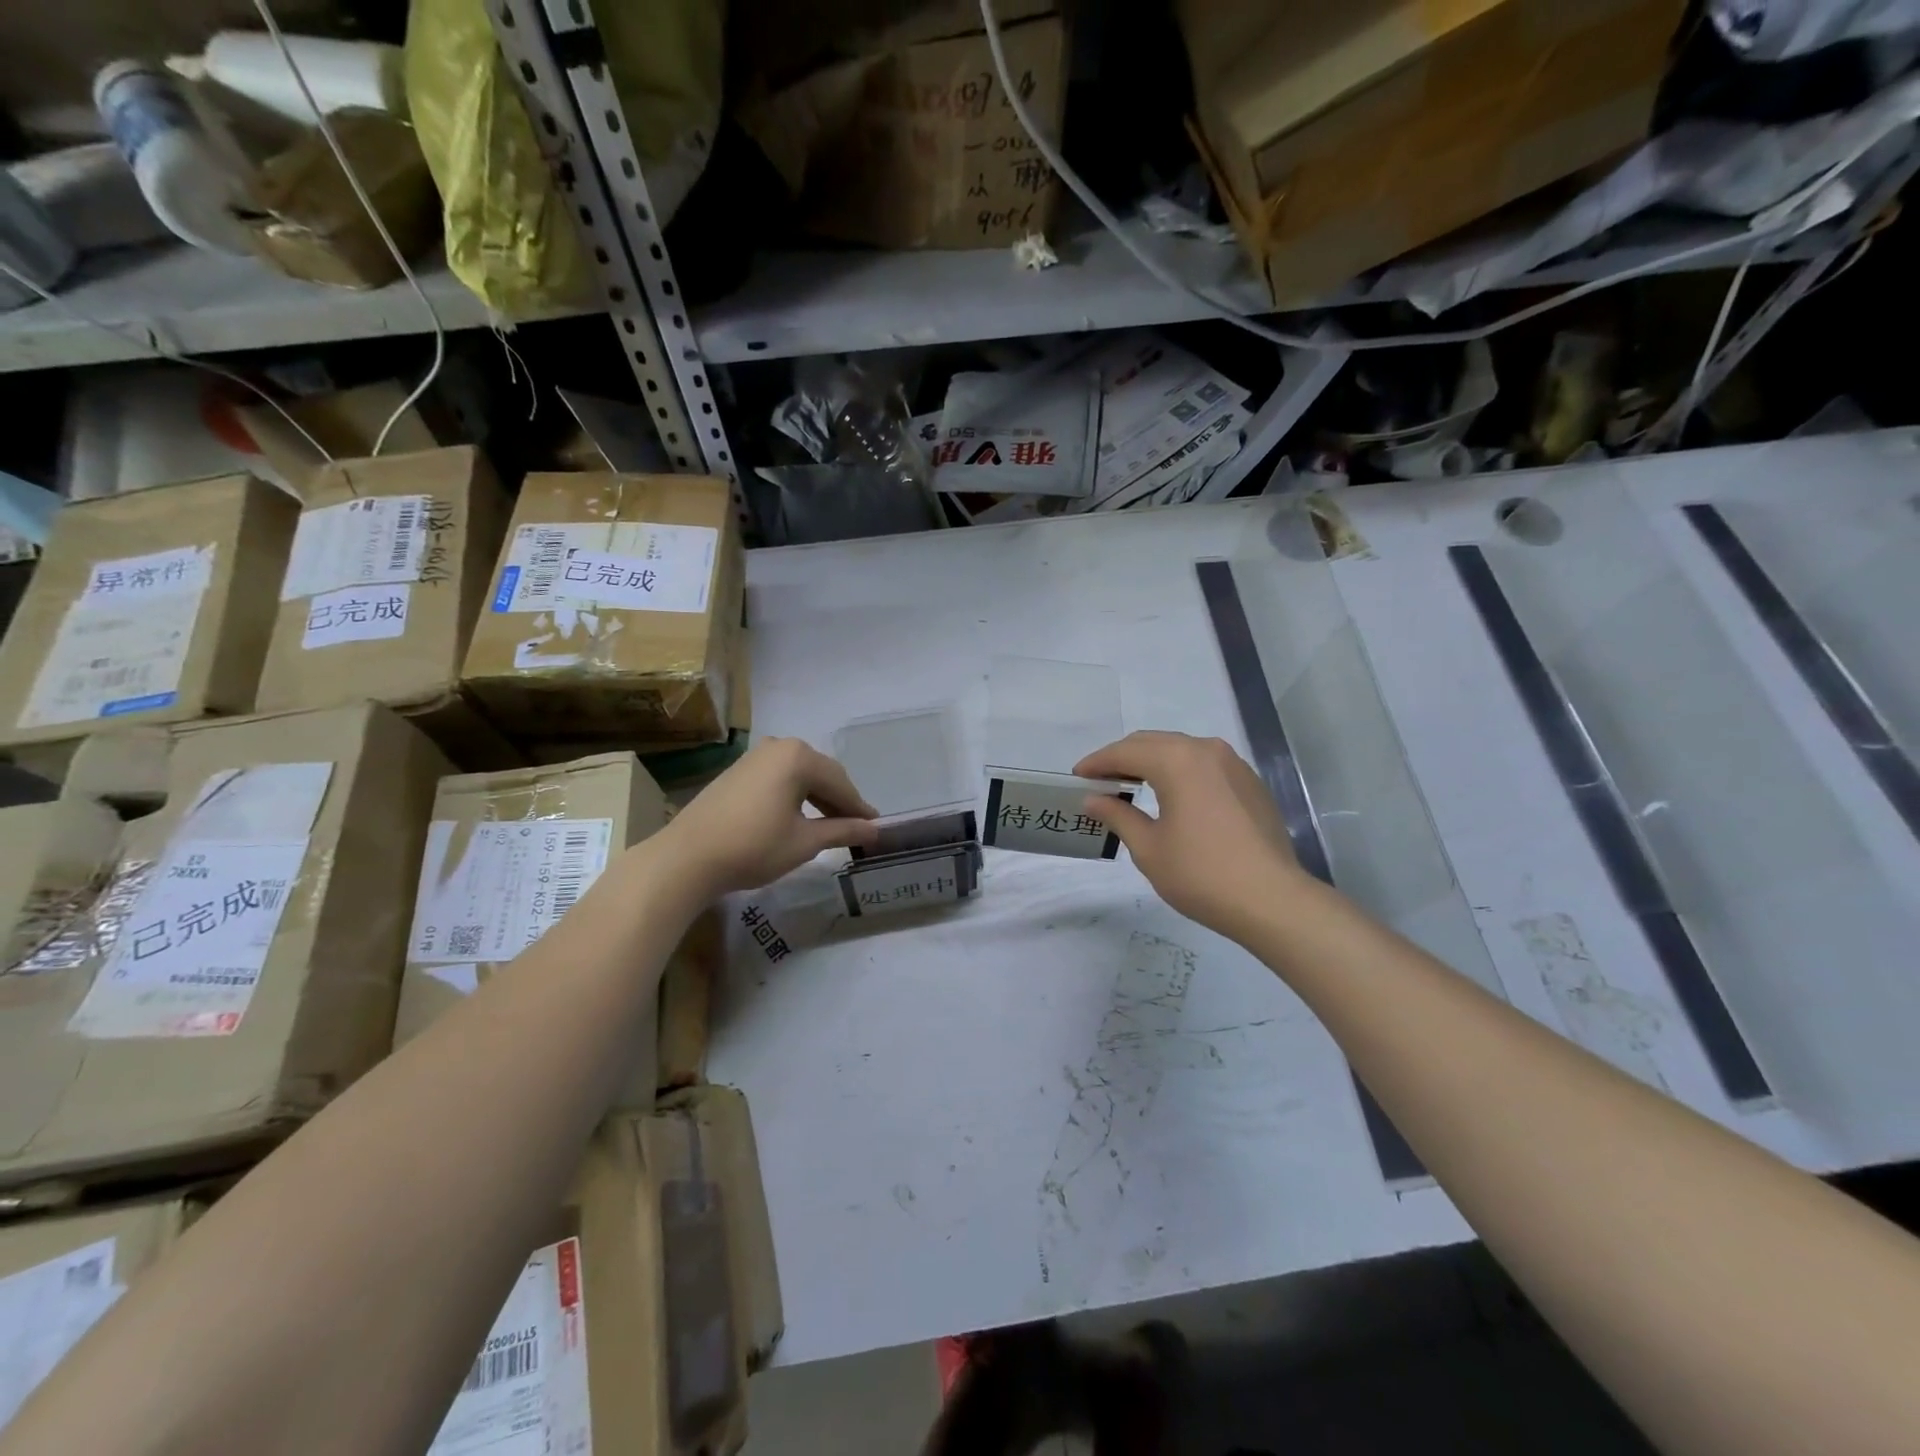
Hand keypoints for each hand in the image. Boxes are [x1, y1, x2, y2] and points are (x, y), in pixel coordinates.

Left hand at [656, 738, 879, 898]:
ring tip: (830, 826)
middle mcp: (779, 746)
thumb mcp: (805, 842)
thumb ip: (843, 831)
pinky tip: (799, 817)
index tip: (875, 828)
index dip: (859, 808)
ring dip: (817, 798)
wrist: (687, 857)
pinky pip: (779, 778)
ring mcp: (755, 756)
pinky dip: (795, 795)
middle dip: (839, 801)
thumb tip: (875, 830)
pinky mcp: (738, 770)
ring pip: (800, 775)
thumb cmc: (753, 847)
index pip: (840, 783)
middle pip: (821, 774)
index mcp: (798, 757)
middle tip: (855, 828)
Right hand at [1076, 731, 1306, 939]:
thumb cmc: (1201, 873)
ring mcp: (1234, 765)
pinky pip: (1205, 766)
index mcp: (1178, 760)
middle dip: (1123, 757)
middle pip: (1154, 743)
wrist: (1272, 900)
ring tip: (1131, 785)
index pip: (1126, 751)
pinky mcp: (1250, 784)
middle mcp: (1207, 750)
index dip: (1097, 763)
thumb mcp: (1149, 848)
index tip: (1077, 776)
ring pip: (1181, 750)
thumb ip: (1118, 815)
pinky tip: (1171, 796)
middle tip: (1099, 780)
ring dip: (1152, 762)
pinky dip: (1180, 772)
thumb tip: (1094, 799)